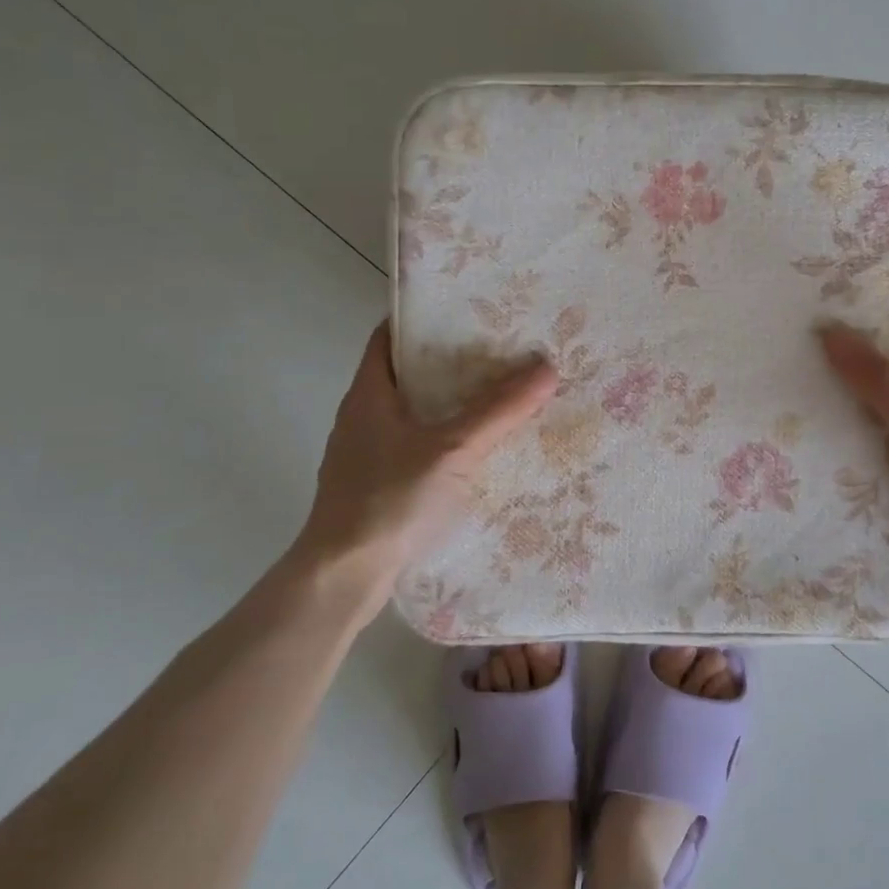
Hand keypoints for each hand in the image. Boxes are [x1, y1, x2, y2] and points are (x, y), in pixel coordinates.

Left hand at [286, 321, 557, 618]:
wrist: (342, 578)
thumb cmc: (389, 499)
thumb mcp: (453, 449)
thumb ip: (499, 409)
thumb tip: (546, 367)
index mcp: (369, 394)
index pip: (390, 336)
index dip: (424, 318)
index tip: (468, 311)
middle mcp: (362, 417)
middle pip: (408, 375)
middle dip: (451, 363)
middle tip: (500, 353)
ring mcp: (366, 455)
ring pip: (414, 414)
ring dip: (450, 405)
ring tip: (499, 398)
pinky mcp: (376, 487)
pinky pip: (416, 448)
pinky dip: (445, 441)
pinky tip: (478, 453)